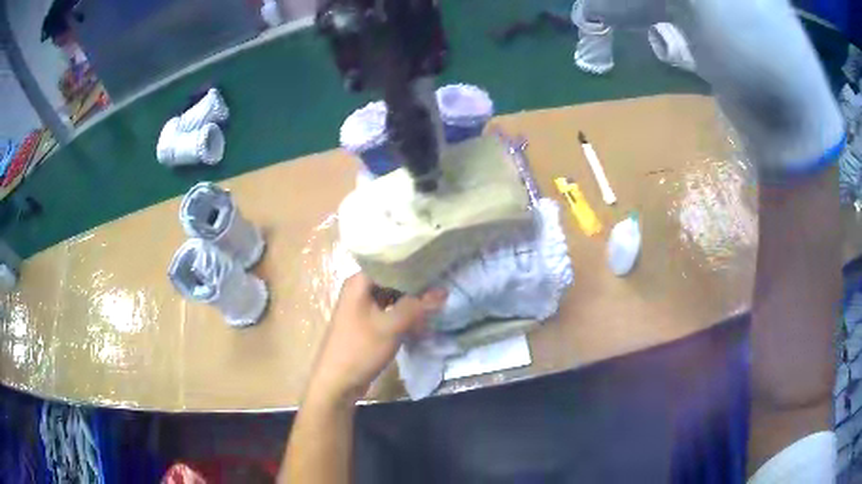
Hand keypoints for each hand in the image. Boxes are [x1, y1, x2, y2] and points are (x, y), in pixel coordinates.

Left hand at [306, 273, 446, 404]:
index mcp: (359, 282)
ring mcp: (362, 307)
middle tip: (444, 284)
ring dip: (412, 301)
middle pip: (393, 279)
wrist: (337, 383)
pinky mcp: (367, 324)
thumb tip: (443, 290)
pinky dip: (404, 314)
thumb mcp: (392, 326)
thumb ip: (417, 306)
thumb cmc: (360, 349)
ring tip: (438, 301)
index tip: (438, 264)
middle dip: (416, 284)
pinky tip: (423, 319)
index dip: (414, 263)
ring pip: (393, 296)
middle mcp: (359, 289)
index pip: (391, 262)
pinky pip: (389, 312)